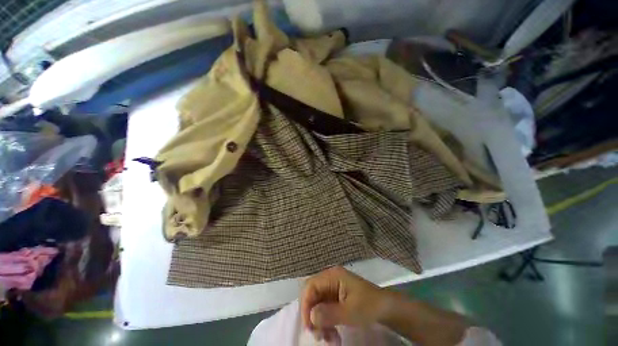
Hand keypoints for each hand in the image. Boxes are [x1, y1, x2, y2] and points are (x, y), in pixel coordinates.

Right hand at [300, 267, 388, 341]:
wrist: (386, 308)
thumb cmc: (368, 306)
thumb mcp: (350, 312)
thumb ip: (328, 314)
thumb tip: (310, 317)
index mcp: (332, 276)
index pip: (310, 286)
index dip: (306, 305)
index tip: (309, 326)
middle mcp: (330, 279)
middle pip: (312, 295)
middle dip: (312, 316)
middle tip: (318, 335)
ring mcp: (333, 288)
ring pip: (318, 304)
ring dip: (320, 322)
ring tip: (328, 338)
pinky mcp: (336, 297)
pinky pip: (325, 309)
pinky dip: (326, 323)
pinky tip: (333, 335)